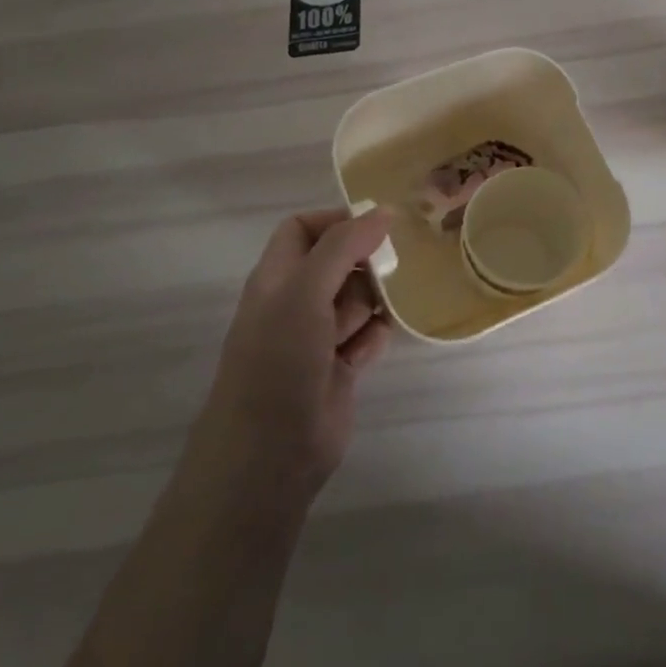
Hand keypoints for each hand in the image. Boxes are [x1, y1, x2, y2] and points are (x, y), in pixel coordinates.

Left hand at [204, 207, 393, 498]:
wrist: (269, 456)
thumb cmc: (278, 362)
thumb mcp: (305, 292)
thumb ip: (343, 246)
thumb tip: (383, 211)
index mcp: (277, 277)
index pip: (304, 228)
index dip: (338, 221)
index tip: (379, 226)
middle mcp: (296, 301)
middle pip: (340, 261)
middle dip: (367, 261)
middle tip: (396, 265)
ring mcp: (318, 336)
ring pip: (359, 298)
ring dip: (376, 300)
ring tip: (387, 309)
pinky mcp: (340, 367)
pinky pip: (369, 334)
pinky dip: (376, 336)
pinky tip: (372, 347)